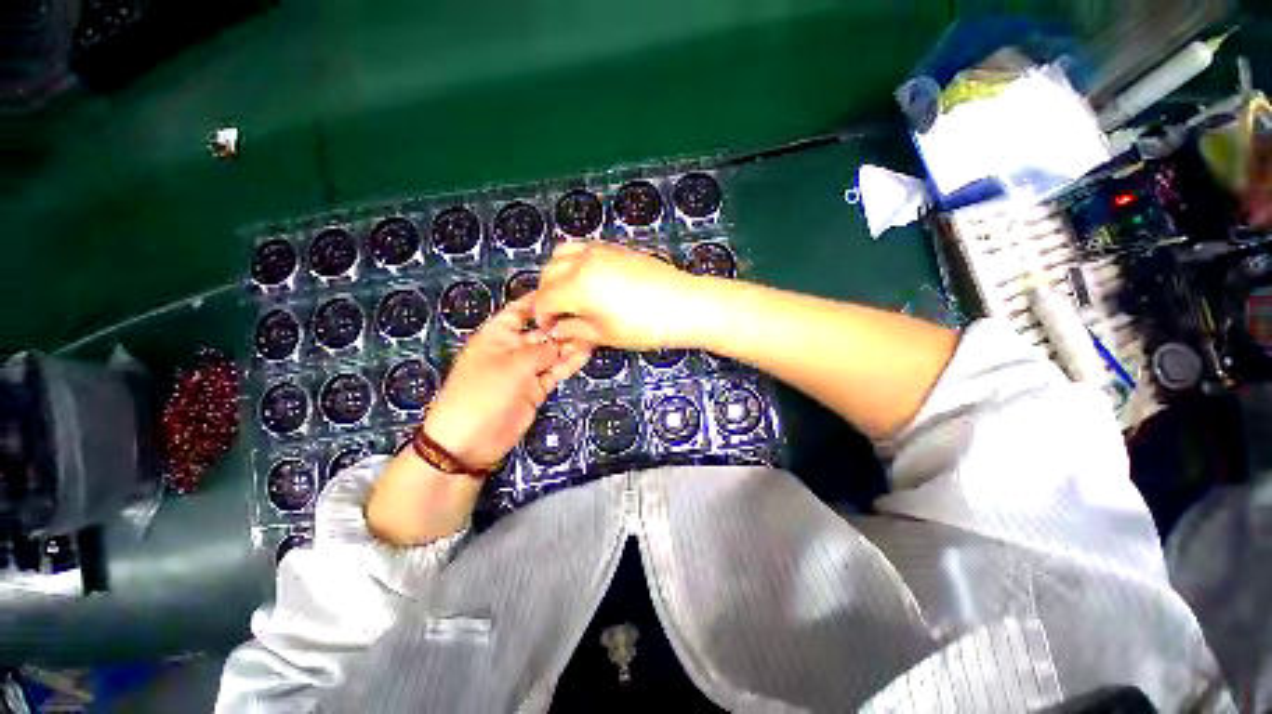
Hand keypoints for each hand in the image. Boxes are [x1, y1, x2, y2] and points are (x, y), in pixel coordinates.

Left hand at [423, 295, 589, 468]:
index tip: (564, 291)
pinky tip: (585, 354)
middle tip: (589, 318)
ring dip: (570, 345)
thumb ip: (541, 351)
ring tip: (593, 335)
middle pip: (541, 332)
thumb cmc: (482, 393)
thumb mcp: (512, 366)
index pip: (520, 310)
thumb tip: (562, 341)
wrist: (470, 440)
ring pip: (552, 352)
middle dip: (562, 325)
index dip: (540, 301)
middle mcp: (513, 349)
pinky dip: (569, 364)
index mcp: (497, 335)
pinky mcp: (536, 388)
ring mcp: (526, 370)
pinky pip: (555, 371)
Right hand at [533, 242, 702, 349]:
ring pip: (562, 254)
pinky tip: (588, 279)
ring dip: (557, 273)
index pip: (544, 298)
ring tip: (568, 294)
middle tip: (557, 315)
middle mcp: (583, 262)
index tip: (549, 329)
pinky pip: (584, 248)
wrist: (684, 305)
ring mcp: (600, 250)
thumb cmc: (645, 327)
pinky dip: (575, 261)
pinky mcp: (616, 248)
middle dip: (546, 294)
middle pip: (548, 273)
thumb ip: (575, 330)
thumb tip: (557, 329)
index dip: (542, 316)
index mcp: (576, 286)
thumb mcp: (606, 335)